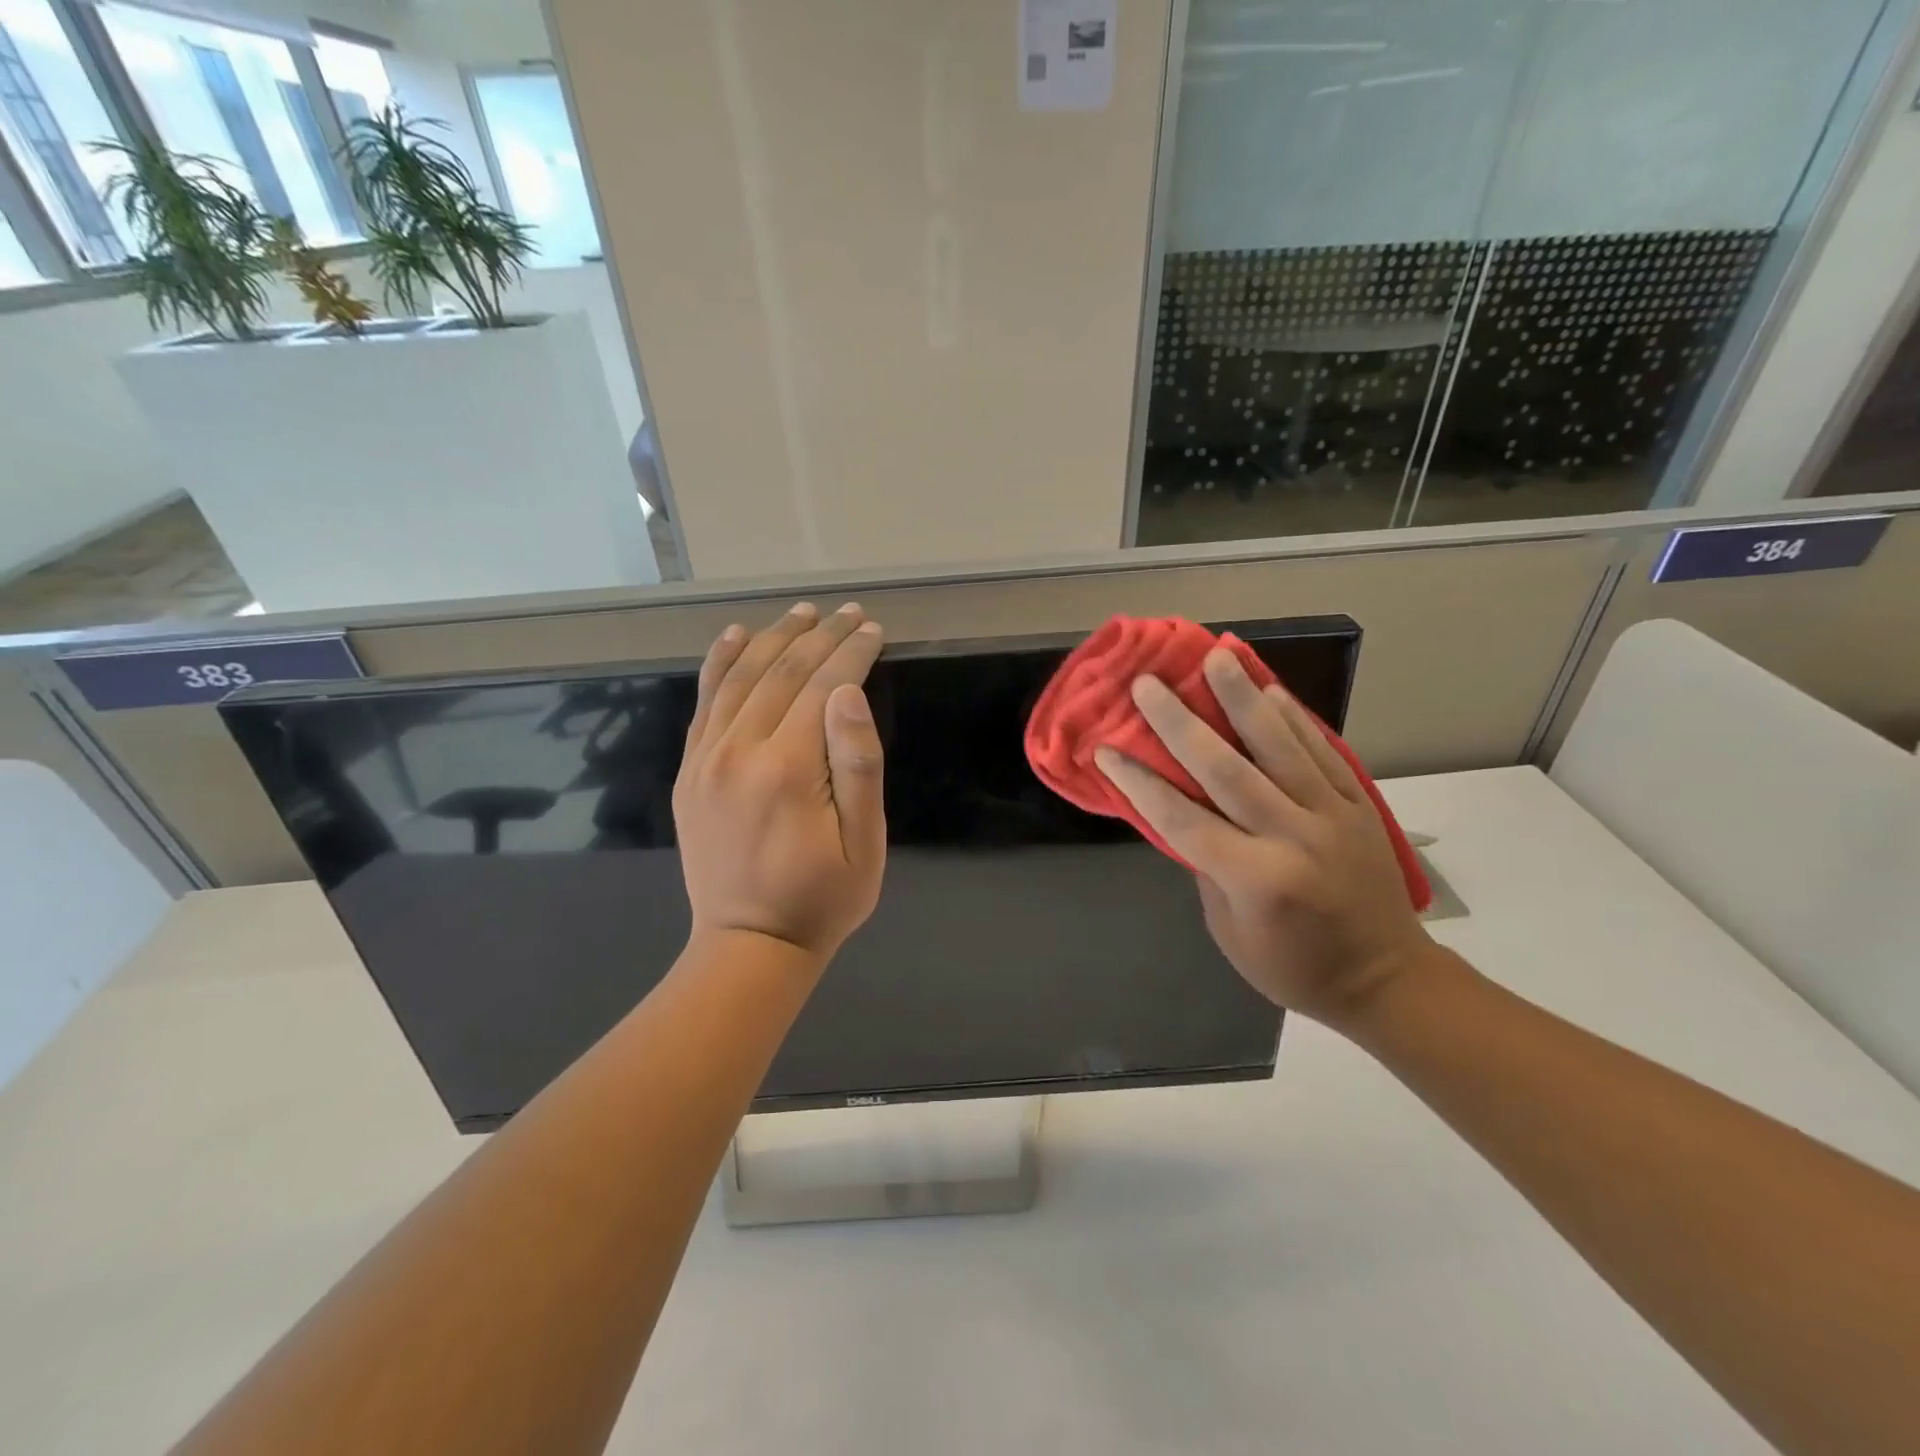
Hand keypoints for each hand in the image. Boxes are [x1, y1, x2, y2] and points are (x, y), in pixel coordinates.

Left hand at [674, 602, 886, 961]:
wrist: (748, 945)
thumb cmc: (822, 899)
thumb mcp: (864, 843)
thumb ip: (857, 764)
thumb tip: (847, 693)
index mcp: (788, 769)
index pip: (823, 687)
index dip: (852, 652)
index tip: (874, 628)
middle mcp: (740, 751)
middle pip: (782, 673)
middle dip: (820, 636)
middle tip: (848, 612)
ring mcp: (706, 759)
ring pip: (740, 678)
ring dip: (774, 638)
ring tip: (803, 612)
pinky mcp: (689, 771)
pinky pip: (703, 703)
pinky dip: (719, 663)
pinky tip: (735, 636)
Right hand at [1095, 649, 1434, 1031]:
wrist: (1387, 979)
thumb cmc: (1293, 966)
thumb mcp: (1228, 929)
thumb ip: (1205, 865)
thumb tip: (1181, 811)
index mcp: (1255, 878)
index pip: (1181, 819)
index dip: (1139, 782)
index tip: (1106, 748)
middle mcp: (1293, 837)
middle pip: (1226, 769)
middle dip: (1180, 722)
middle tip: (1148, 684)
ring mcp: (1332, 815)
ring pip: (1280, 745)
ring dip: (1243, 697)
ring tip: (1216, 656)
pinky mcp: (1360, 804)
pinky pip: (1323, 751)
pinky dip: (1296, 718)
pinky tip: (1271, 689)